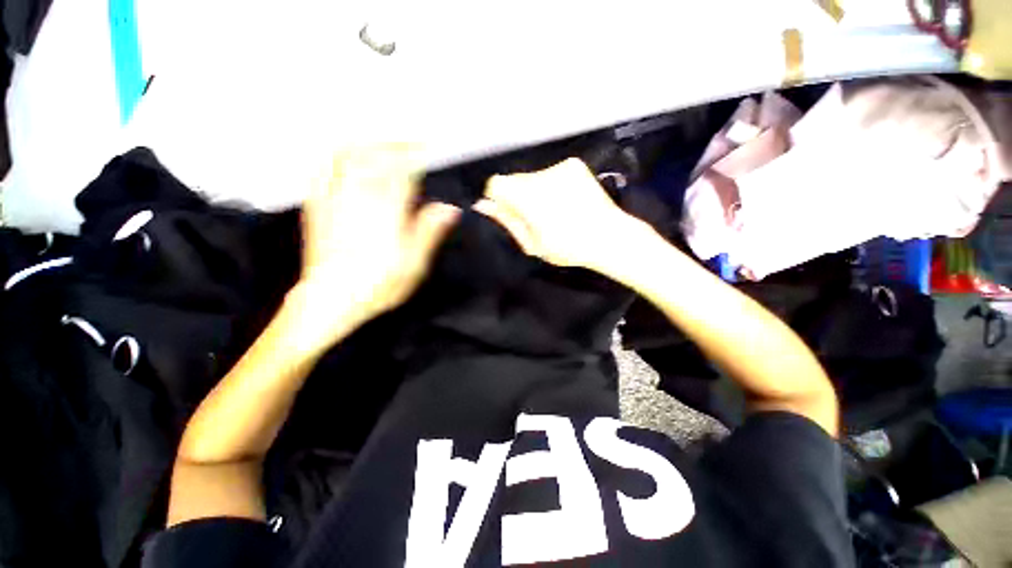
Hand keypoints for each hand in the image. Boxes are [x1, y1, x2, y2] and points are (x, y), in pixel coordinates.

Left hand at [293, 145, 459, 348]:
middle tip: (408, 142)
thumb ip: (429, 232)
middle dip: (394, 143)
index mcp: (387, 212)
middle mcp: (361, 199)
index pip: (403, 170)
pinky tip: (340, 156)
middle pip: (375, 155)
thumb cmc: (378, 285)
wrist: (332, 299)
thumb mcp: (414, 265)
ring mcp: (335, 200)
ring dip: (366, 144)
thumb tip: (448, 210)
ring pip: (347, 157)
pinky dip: (333, 158)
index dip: (416, 154)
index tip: (428, 148)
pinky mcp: (317, 208)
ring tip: (379, 142)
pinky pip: (322, 172)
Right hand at [474, 158, 644, 270]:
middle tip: (535, 218)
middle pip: (514, 179)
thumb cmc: (568, 248)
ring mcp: (559, 166)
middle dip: (517, 196)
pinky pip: (550, 172)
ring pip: (532, 176)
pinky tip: (565, 201)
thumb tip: (482, 205)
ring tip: (553, 211)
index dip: (499, 199)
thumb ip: (506, 221)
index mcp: (527, 196)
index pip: (496, 184)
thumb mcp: (532, 244)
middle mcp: (540, 174)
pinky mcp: (574, 164)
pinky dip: (551, 185)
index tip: (511, 214)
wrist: (609, 237)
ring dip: (535, 191)